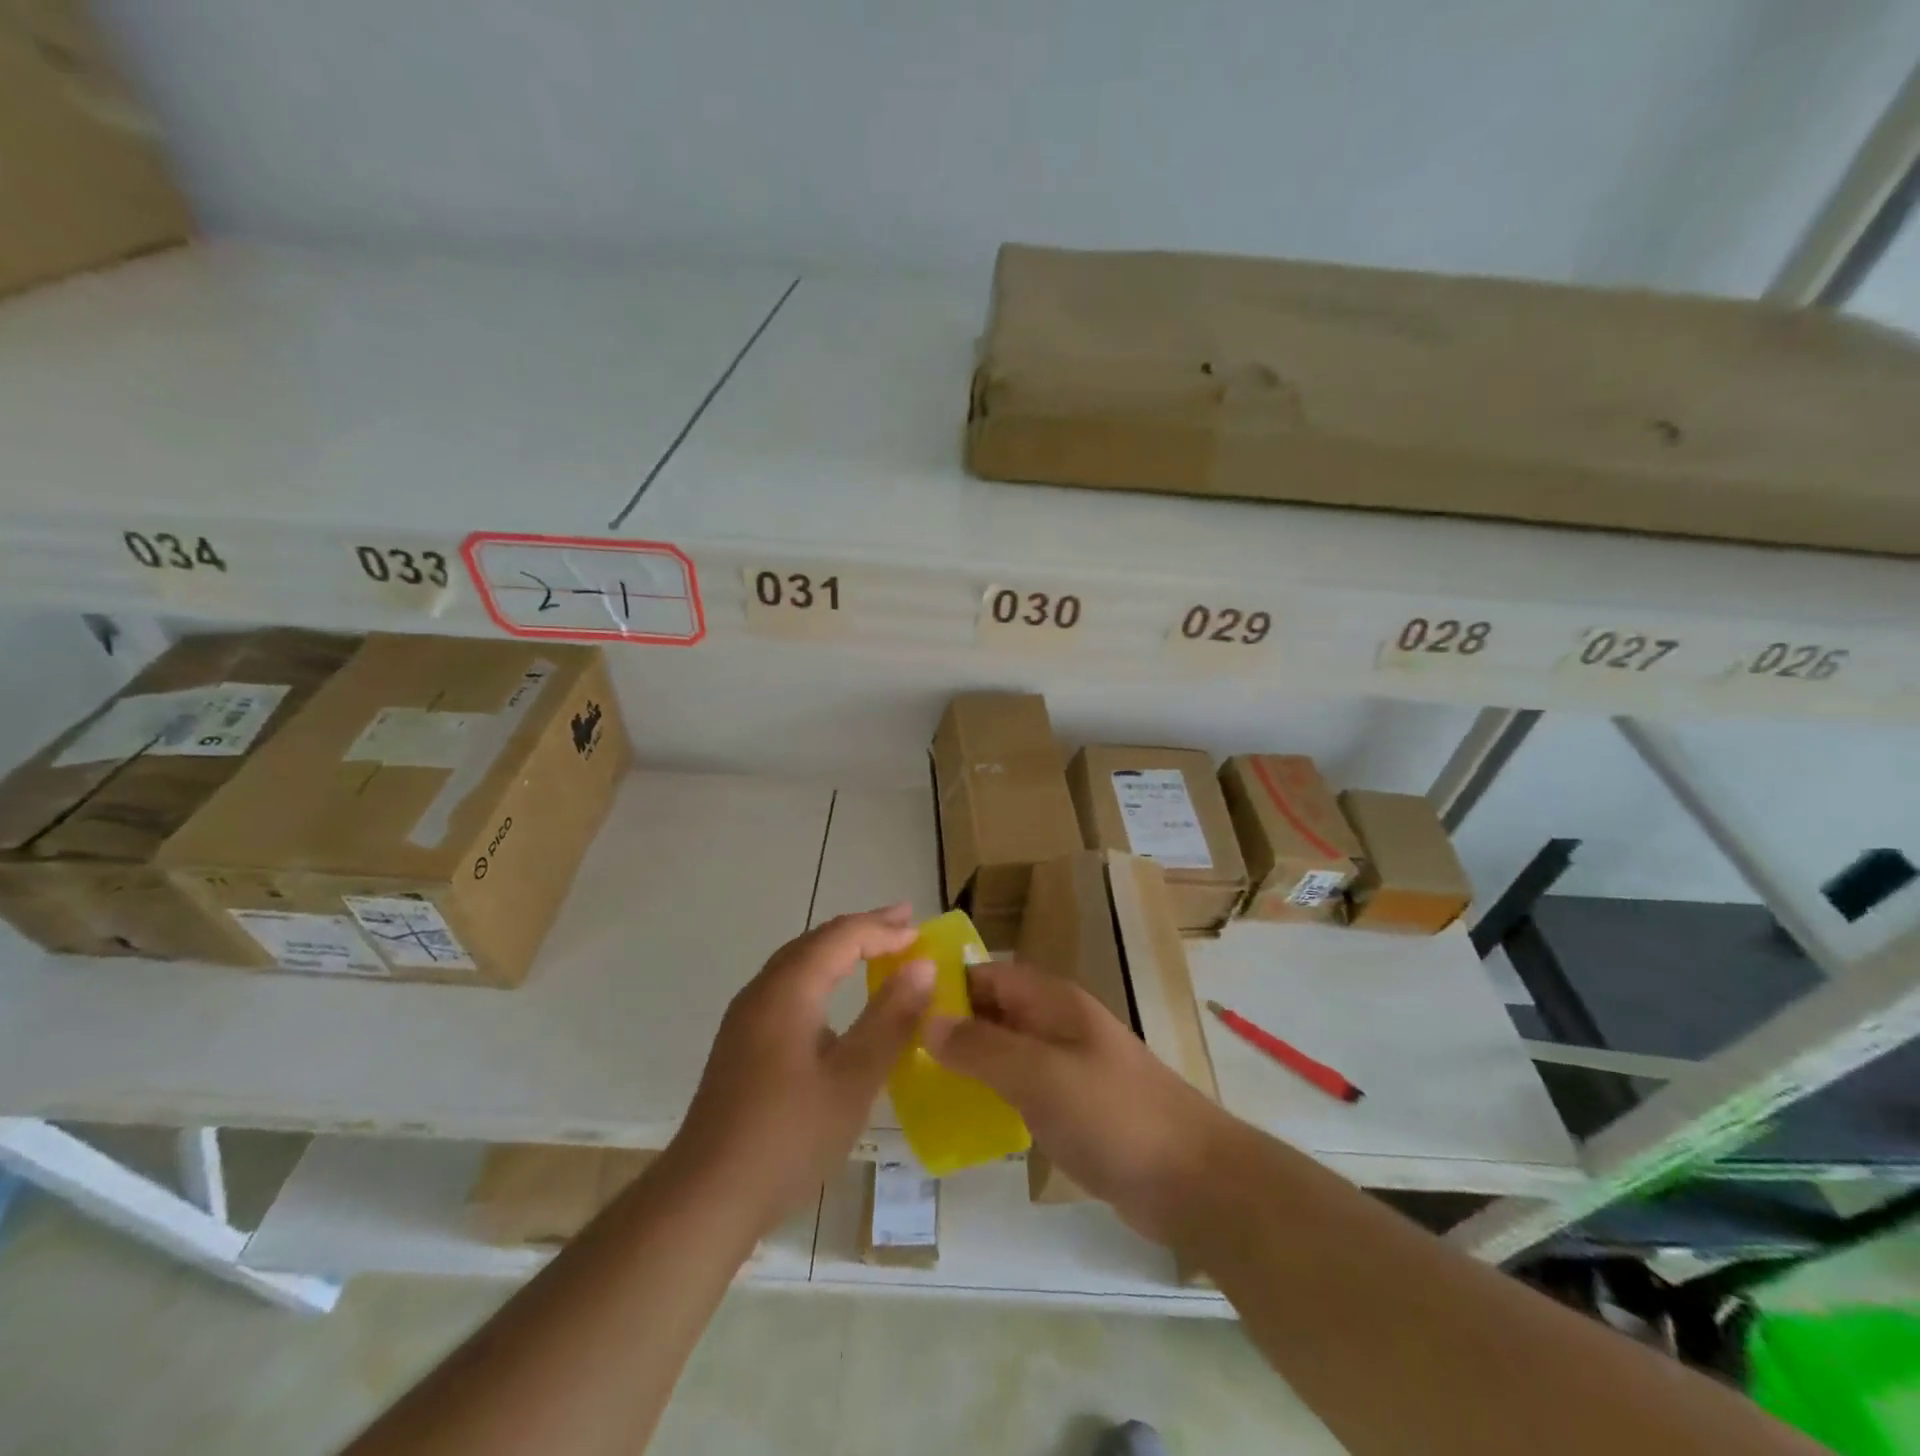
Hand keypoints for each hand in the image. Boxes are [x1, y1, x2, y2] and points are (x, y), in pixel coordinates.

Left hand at [670, 904, 934, 1229]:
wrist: (706, 1197)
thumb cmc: (788, 1137)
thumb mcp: (853, 1079)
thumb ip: (890, 1019)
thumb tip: (923, 967)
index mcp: (787, 991)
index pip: (841, 937)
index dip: (883, 929)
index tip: (922, 933)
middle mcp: (762, 992)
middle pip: (816, 941)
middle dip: (862, 929)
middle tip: (904, 923)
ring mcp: (746, 1018)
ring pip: (798, 963)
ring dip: (840, 950)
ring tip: (877, 948)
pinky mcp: (742, 1043)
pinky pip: (788, 987)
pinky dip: (822, 975)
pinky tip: (835, 998)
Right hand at [922, 961, 1226, 1243]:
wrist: (1193, 1180)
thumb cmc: (1113, 1115)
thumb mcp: (1040, 1075)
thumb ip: (982, 1047)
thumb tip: (926, 1021)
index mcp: (1053, 1002)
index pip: (988, 975)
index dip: (946, 985)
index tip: (898, 1007)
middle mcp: (1058, 1025)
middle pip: (994, 1012)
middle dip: (951, 1027)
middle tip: (898, 1054)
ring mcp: (1068, 1066)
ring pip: (1005, 1052)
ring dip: (969, 1064)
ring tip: (918, 1088)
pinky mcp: (1074, 1107)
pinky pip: (1021, 1089)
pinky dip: (993, 1096)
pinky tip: (964, 1121)